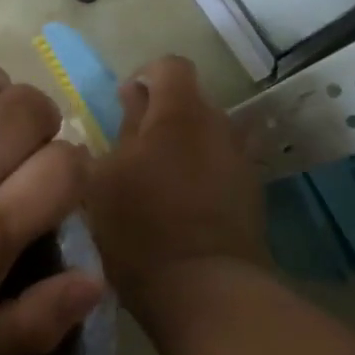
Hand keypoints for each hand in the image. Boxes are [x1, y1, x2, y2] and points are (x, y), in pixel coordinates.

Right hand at [85, 55, 269, 314]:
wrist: (205, 289)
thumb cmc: (139, 229)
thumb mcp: (102, 179)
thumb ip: (116, 134)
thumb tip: (128, 106)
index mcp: (179, 113)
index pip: (169, 66)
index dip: (144, 77)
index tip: (122, 105)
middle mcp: (218, 126)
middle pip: (190, 102)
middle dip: (161, 118)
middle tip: (130, 152)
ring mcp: (241, 160)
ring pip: (206, 137)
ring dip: (182, 148)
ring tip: (155, 183)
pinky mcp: (252, 194)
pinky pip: (220, 168)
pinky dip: (200, 175)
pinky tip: (180, 208)